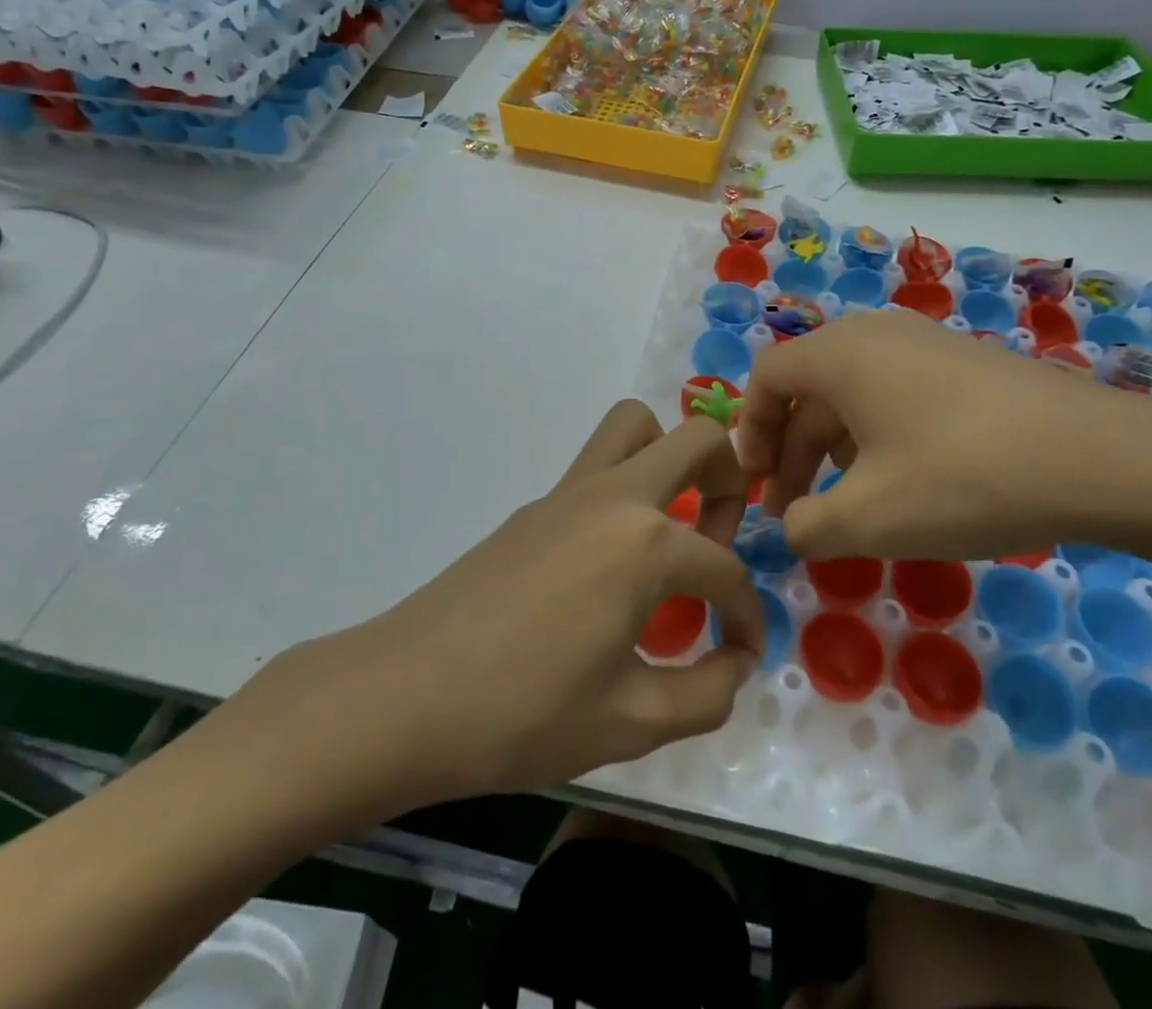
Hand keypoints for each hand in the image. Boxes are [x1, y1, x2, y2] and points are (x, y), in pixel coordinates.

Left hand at [223, 403, 765, 822]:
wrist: (402, 697)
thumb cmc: (522, 715)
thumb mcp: (630, 724)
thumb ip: (705, 694)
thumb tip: (736, 662)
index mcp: (645, 544)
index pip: (726, 571)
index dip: (749, 616)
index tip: (744, 653)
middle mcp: (614, 497)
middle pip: (698, 439)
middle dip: (730, 482)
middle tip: (718, 543)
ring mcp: (567, 493)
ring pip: (635, 427)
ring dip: (670, 459)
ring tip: (671, 529)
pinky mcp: (534, 506)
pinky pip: (596, 467)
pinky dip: (626, 492)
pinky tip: (611, 565)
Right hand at [735, 309, 1151, 560]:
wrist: (1096, 457)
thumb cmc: (960, 477)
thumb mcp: (867, 517)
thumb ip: (806, 526)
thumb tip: (794, 527)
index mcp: (838, 354)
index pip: (766, 378)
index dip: (748, 432)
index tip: (756, 487)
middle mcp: (874, 334)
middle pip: (807, 389)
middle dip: (791, 452)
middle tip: (795, 512)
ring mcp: (923, 343)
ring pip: (853, 394)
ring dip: (833, 449)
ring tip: (846, 504)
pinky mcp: (963, 363)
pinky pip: (895, 393)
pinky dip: (876, 437)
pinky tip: (902, 482)